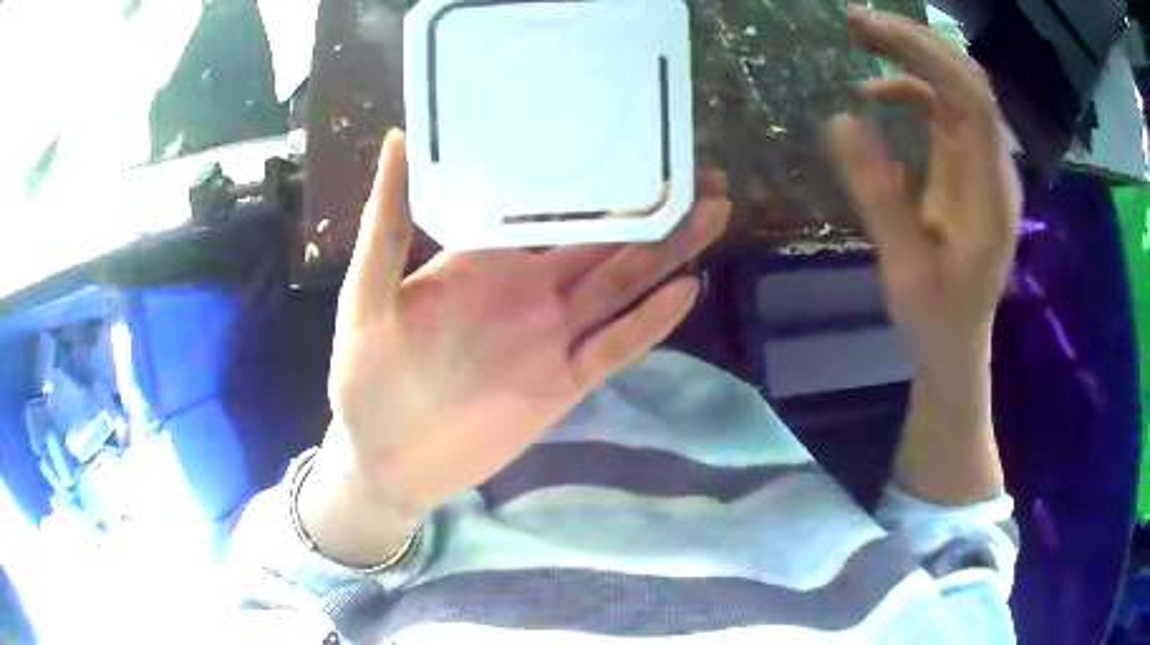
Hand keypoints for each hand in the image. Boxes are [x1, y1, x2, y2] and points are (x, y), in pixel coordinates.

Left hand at [303, 130, 730, 564]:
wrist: (385, 459)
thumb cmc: (364, 377)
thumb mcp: (368, 294)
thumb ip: (388, 222)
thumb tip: (399, 137)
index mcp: (485, 257)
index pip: (548, 204)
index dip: (593, 174)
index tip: (635, 142)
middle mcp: (529, 288)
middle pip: (605, 241)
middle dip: (656, 208)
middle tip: (704, 175)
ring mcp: (552, 336)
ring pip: (623, 286)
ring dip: (669, 252)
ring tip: (713, 213)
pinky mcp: (564, 383)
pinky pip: (615, 347)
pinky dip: (650, 321)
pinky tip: (687, 288)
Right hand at [829, 6, 1020, 504]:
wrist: (956, 344)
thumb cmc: (935, 319)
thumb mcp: (904, 268)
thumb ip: (880, 195)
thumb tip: (841, 119)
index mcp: (992, 195)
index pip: (976, 101)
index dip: (931, 58)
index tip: (875, 33)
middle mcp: (993, 169)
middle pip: (967, 81)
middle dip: (916, 42)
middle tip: (856, 20)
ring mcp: (981, 165)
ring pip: (955, 88)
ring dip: (911, 56)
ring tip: (858, 37)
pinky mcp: (964, 167)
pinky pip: (942, 110)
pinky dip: (908, 90)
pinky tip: (872, 95)